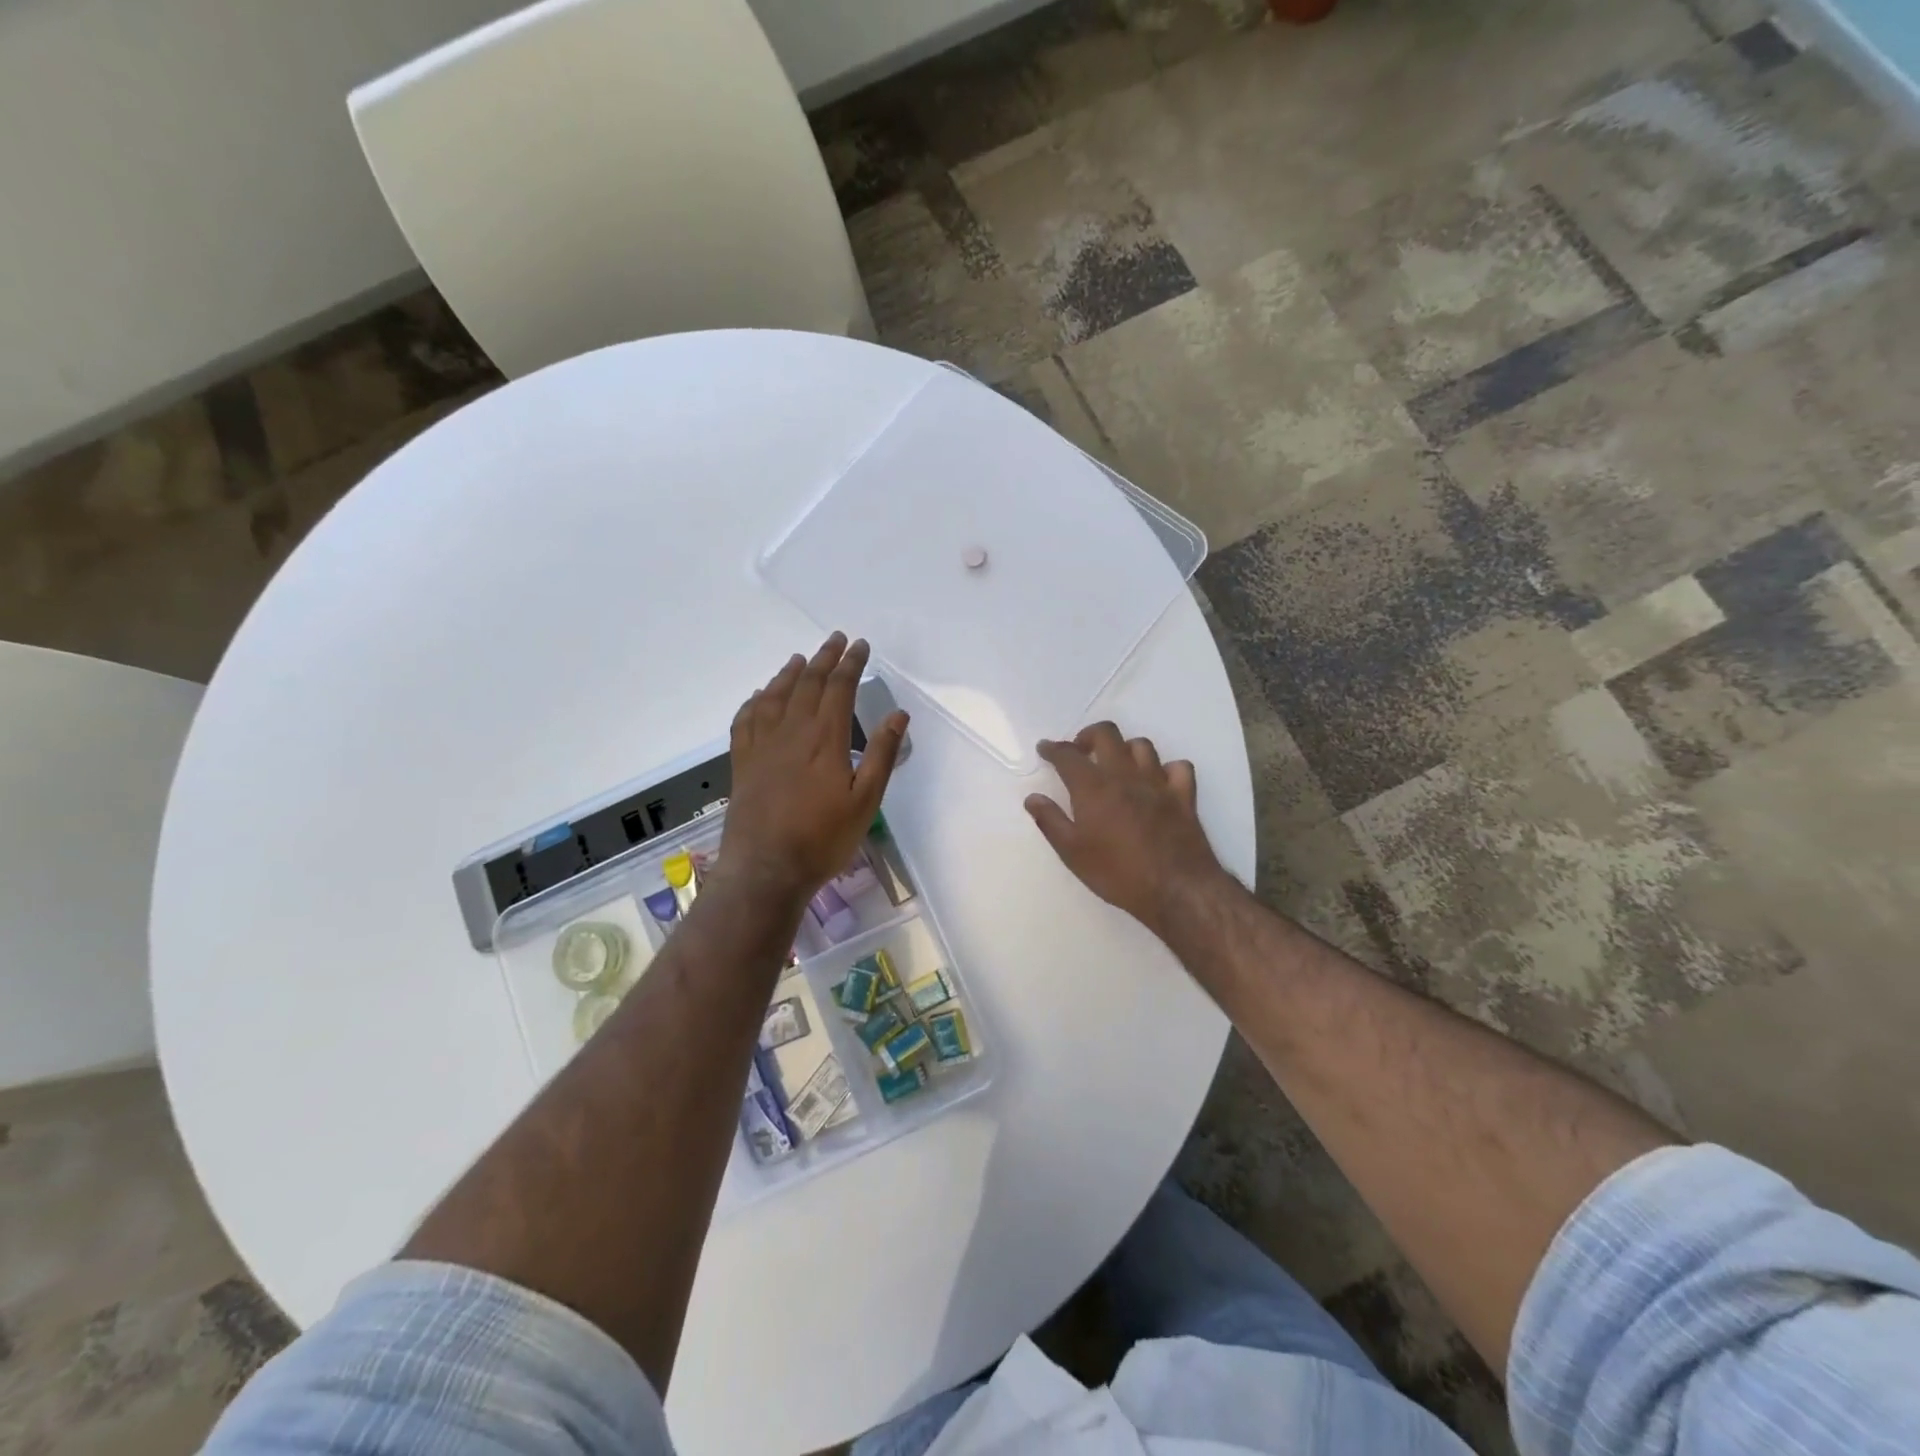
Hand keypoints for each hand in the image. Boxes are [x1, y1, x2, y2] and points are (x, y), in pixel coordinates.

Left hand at [717, 634, 908, 907]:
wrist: (766, 869)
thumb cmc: (823, 838)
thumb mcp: (865, 801)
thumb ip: (881, 754)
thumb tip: (898, 714)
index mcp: (825, 739)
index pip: (839, 688)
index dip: (851, 663)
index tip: (860, 645)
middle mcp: (791, 732)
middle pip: (808, 684)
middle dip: (824, 658)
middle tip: (835, 640)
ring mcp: (762, 746)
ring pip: (775, 697)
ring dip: (789, 674)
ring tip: (799, 659)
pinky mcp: (742, 763)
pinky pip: (746, 720)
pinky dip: (755, 701)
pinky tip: (759, 696)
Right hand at [1025, 722, 1226, 937]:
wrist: (1176, 889)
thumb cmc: (1117, 873)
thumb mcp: (1073, 853)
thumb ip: (1050, 821)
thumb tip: (1033, 797)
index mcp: (1094, 787)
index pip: (1068, 755)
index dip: (1053, 748)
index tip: (1045, 748)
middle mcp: (1125, 775)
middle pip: (1107, 734)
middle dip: (1088, 736)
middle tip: (1080, 752)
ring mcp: (1158, 782)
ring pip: (1142, 745)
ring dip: (1125, 749)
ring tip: (1116, 766)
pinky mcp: (1184, 796)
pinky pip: (1178, 766)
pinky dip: (1166, 768)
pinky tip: (1157, 782)